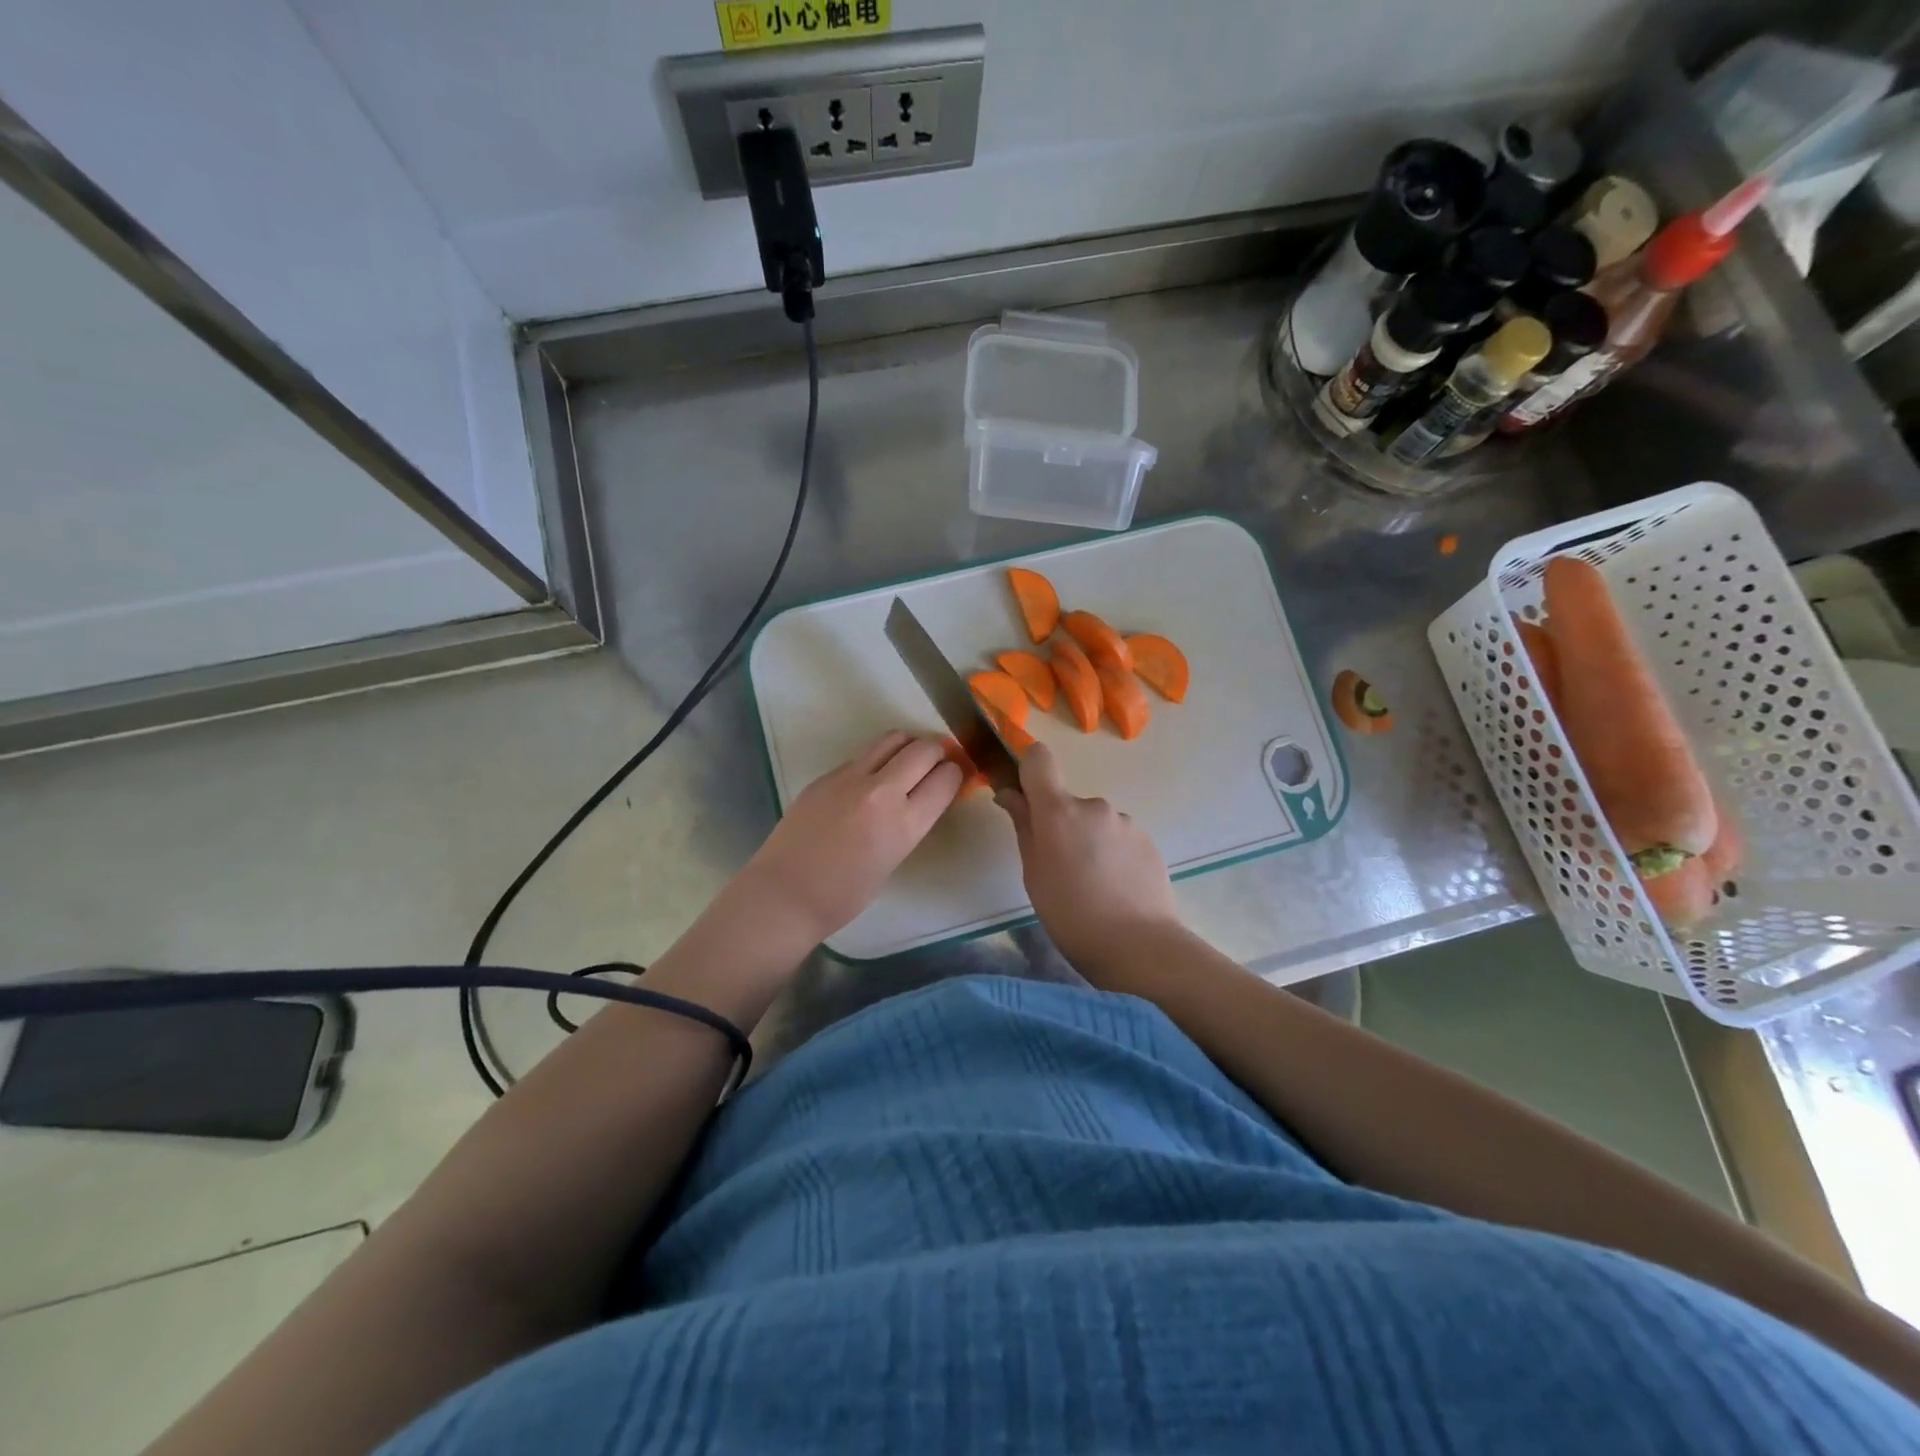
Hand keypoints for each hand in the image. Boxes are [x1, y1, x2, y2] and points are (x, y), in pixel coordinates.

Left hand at [740, 730, 962, 943]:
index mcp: (905, 823)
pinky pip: (862, 756)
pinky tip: (868, 783)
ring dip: (908, 746)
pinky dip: (876, 761)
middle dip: (937, 752)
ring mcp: (850, 777)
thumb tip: (922, 798)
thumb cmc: (844, 895)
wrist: (785, 894)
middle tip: (935, 764)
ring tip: (907, 762)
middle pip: (923, 748)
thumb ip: (910, 823)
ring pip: (892, 739)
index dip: (955, 774)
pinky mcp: (826, 775)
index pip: (946, 778)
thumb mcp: (893, 859)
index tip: (954, 776)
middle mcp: (882, 791)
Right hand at [995, 742, 1179, 969]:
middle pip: (1067, 802)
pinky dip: (1112, 856)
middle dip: (1061, 826)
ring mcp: (1125, 822)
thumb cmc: (1071, 914)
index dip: (1028, 769)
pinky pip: (1119, 839)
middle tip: (1060, 869)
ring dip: (1089, 842)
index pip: (1039, 759)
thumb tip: (1009, 794)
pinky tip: (1115, 890)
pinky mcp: (1148, 842)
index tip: (1024, 796)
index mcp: (1059, 810)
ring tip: (1092, 886)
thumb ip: (1023, 826)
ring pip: (1095, 823)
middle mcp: (1094, 806)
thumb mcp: (1033, 873)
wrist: (1139, 946)